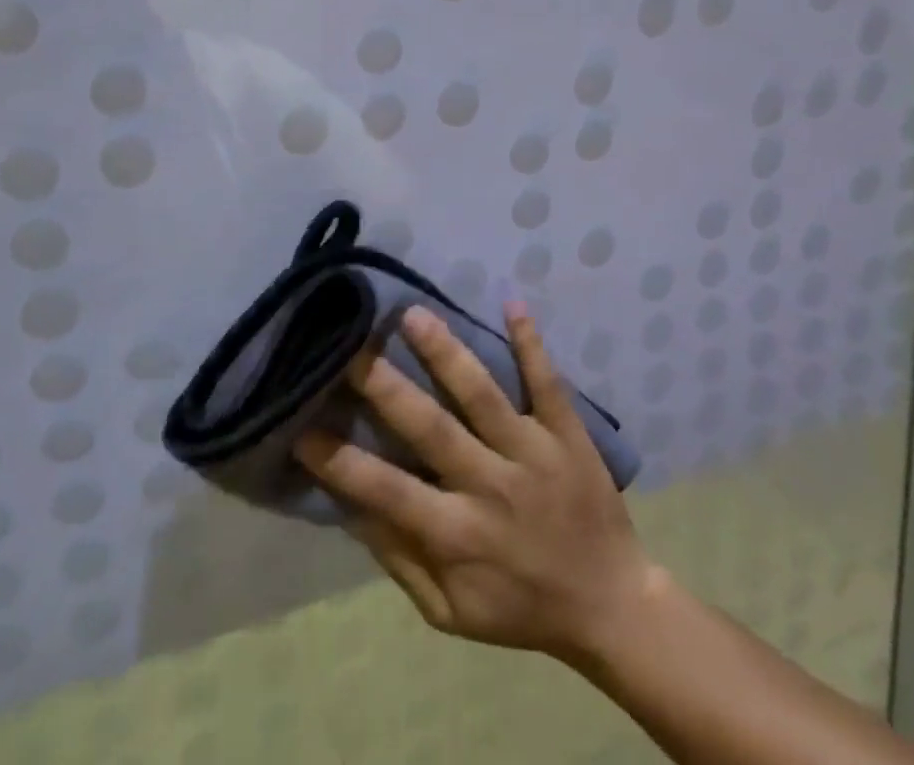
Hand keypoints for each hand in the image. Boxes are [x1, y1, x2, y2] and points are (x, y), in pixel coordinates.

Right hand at [295, 301, 660, 664]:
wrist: (611, 604)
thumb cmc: (521, 607)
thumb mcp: (451, 611)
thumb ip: (401, 561)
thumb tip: (353, 509)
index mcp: (458, 534)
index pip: (388, 492)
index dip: (341, 462)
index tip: (301, 425)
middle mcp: (491, 485)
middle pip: (432, 428)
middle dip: (387, 387)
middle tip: (351, 348)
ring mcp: (533, 452)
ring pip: (483, 394)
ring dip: (447, 353)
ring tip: (414, 314)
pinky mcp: (567, 433)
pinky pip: (547, 382)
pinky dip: (530, 343)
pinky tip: (512, 302)